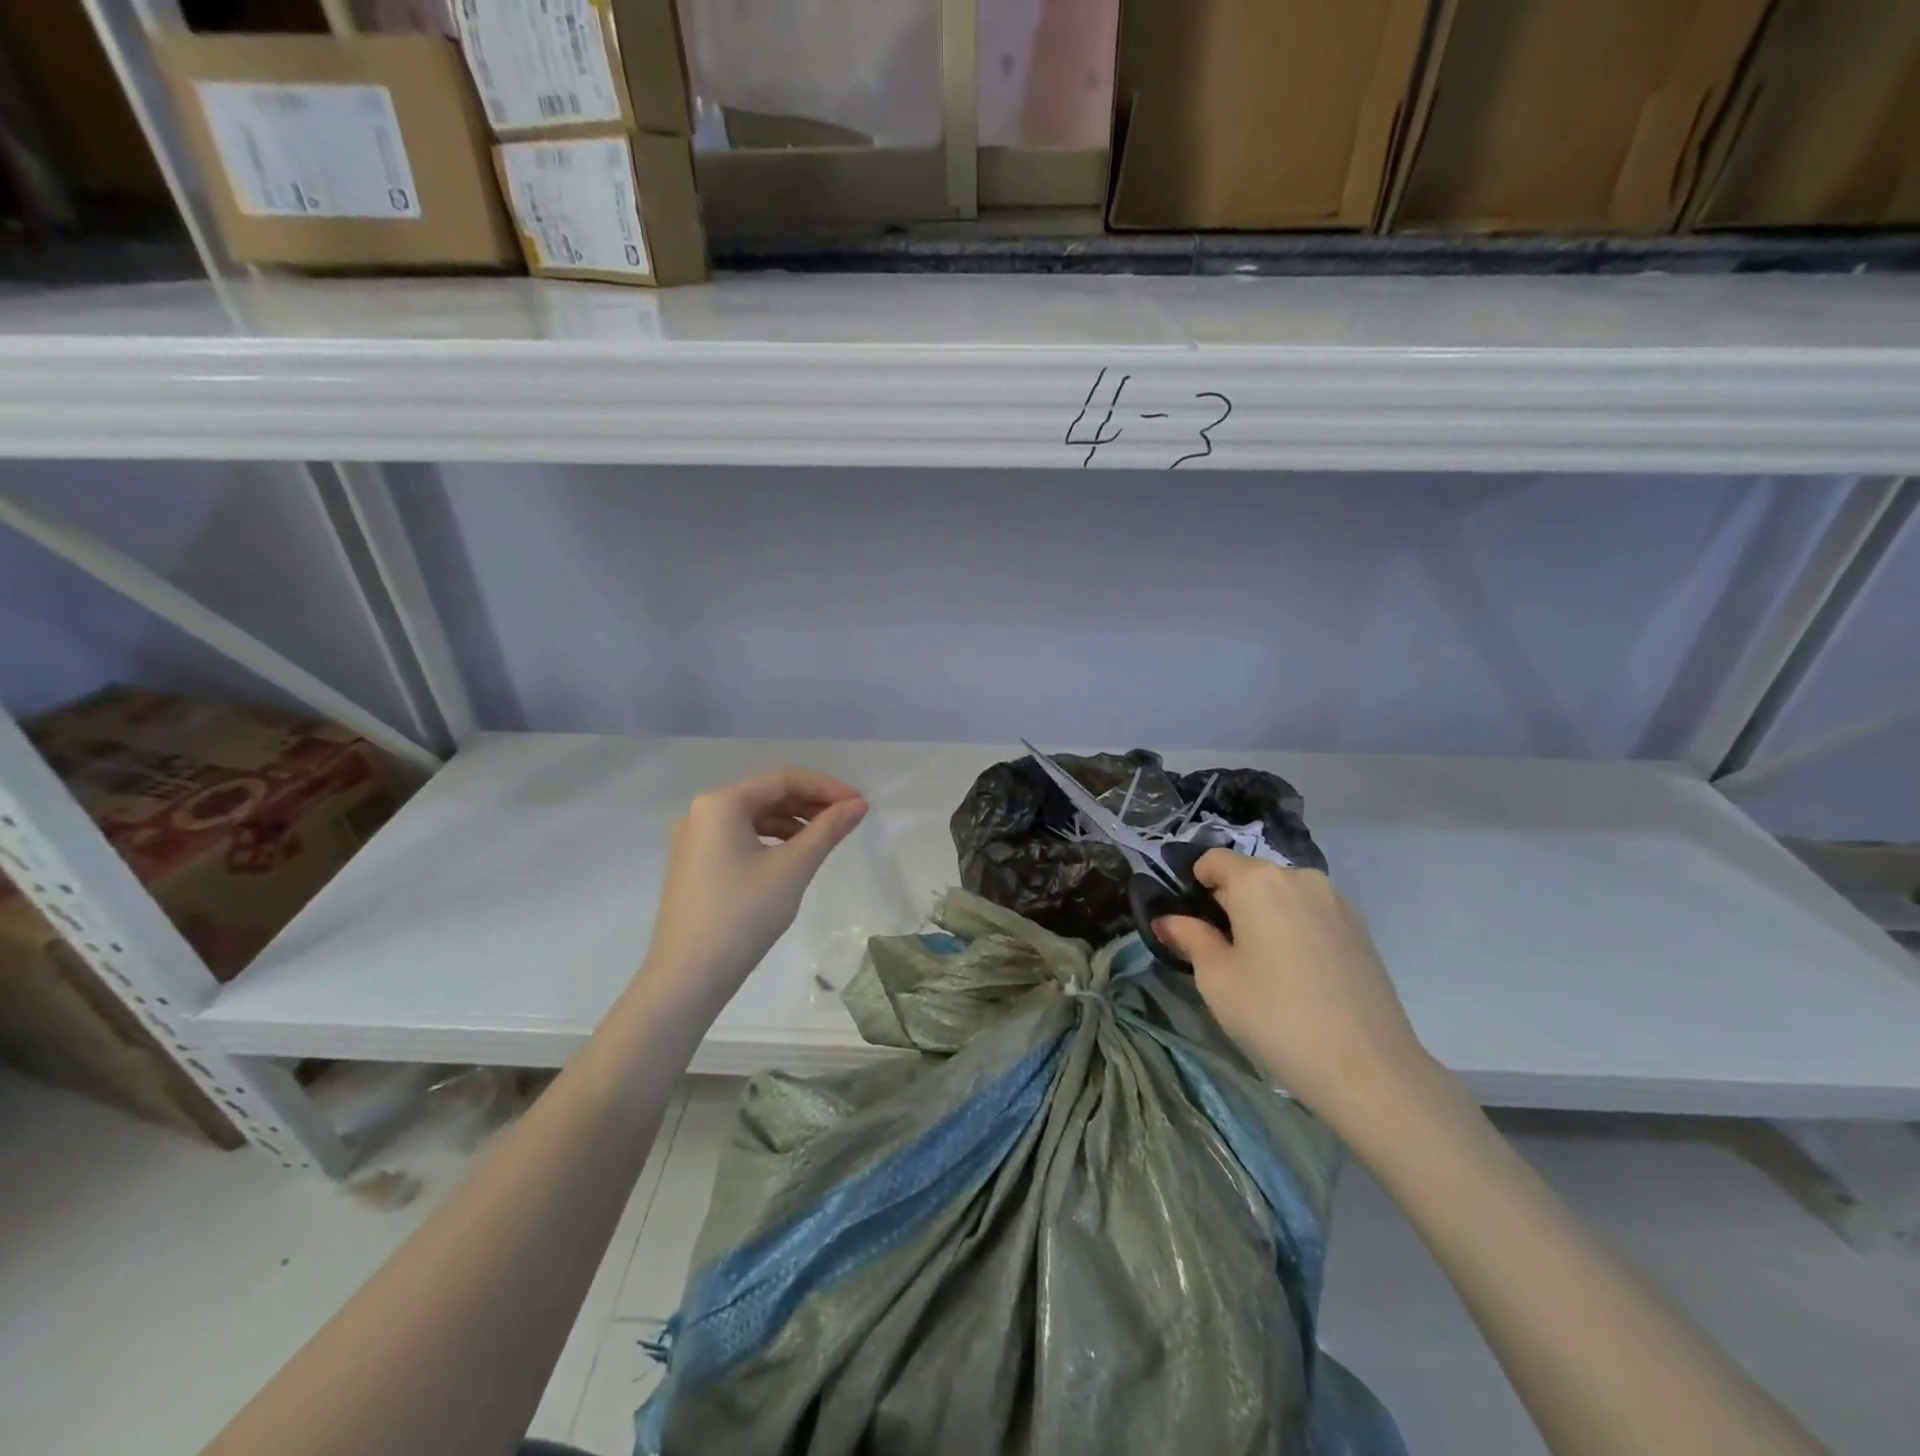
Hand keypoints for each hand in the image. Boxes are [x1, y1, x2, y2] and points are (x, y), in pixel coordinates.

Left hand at [641, 768, 867, 1012]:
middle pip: (766, 794)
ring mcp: (693, 838)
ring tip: (823, 838)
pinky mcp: (693, 863)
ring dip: (791, 822)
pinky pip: (738, 837)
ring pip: (752, 816)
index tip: (858, 804)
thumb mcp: (793, 868)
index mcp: (721, 803)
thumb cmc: (744, 914)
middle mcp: (702, 811)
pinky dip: (769, 839)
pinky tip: (791, 856)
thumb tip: (857, 805)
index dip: (826, 787)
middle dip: (809, 803)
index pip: (783, 779)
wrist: (688, 976)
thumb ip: (828, 830)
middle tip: (846, 819)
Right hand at [1155, 853, 1434, 1136]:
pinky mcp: (1360, 928)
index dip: (1194, 885)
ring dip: (1264, 916)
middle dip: (1230, 902)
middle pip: (1250, 875)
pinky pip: (1311, 914)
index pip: (1213, 860)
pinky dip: (1294, 929)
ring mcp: (1336, 901)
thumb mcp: (1216, 978)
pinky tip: (1297, 974)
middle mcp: (1299, 877)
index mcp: (1258, 881)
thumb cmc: (1275, 1016)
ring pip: (1283, 895)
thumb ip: (1190, 938)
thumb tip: (1167, 920)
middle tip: (1221, 950)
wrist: (1367, 1068)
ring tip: (1262, 965)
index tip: (1190, 922)